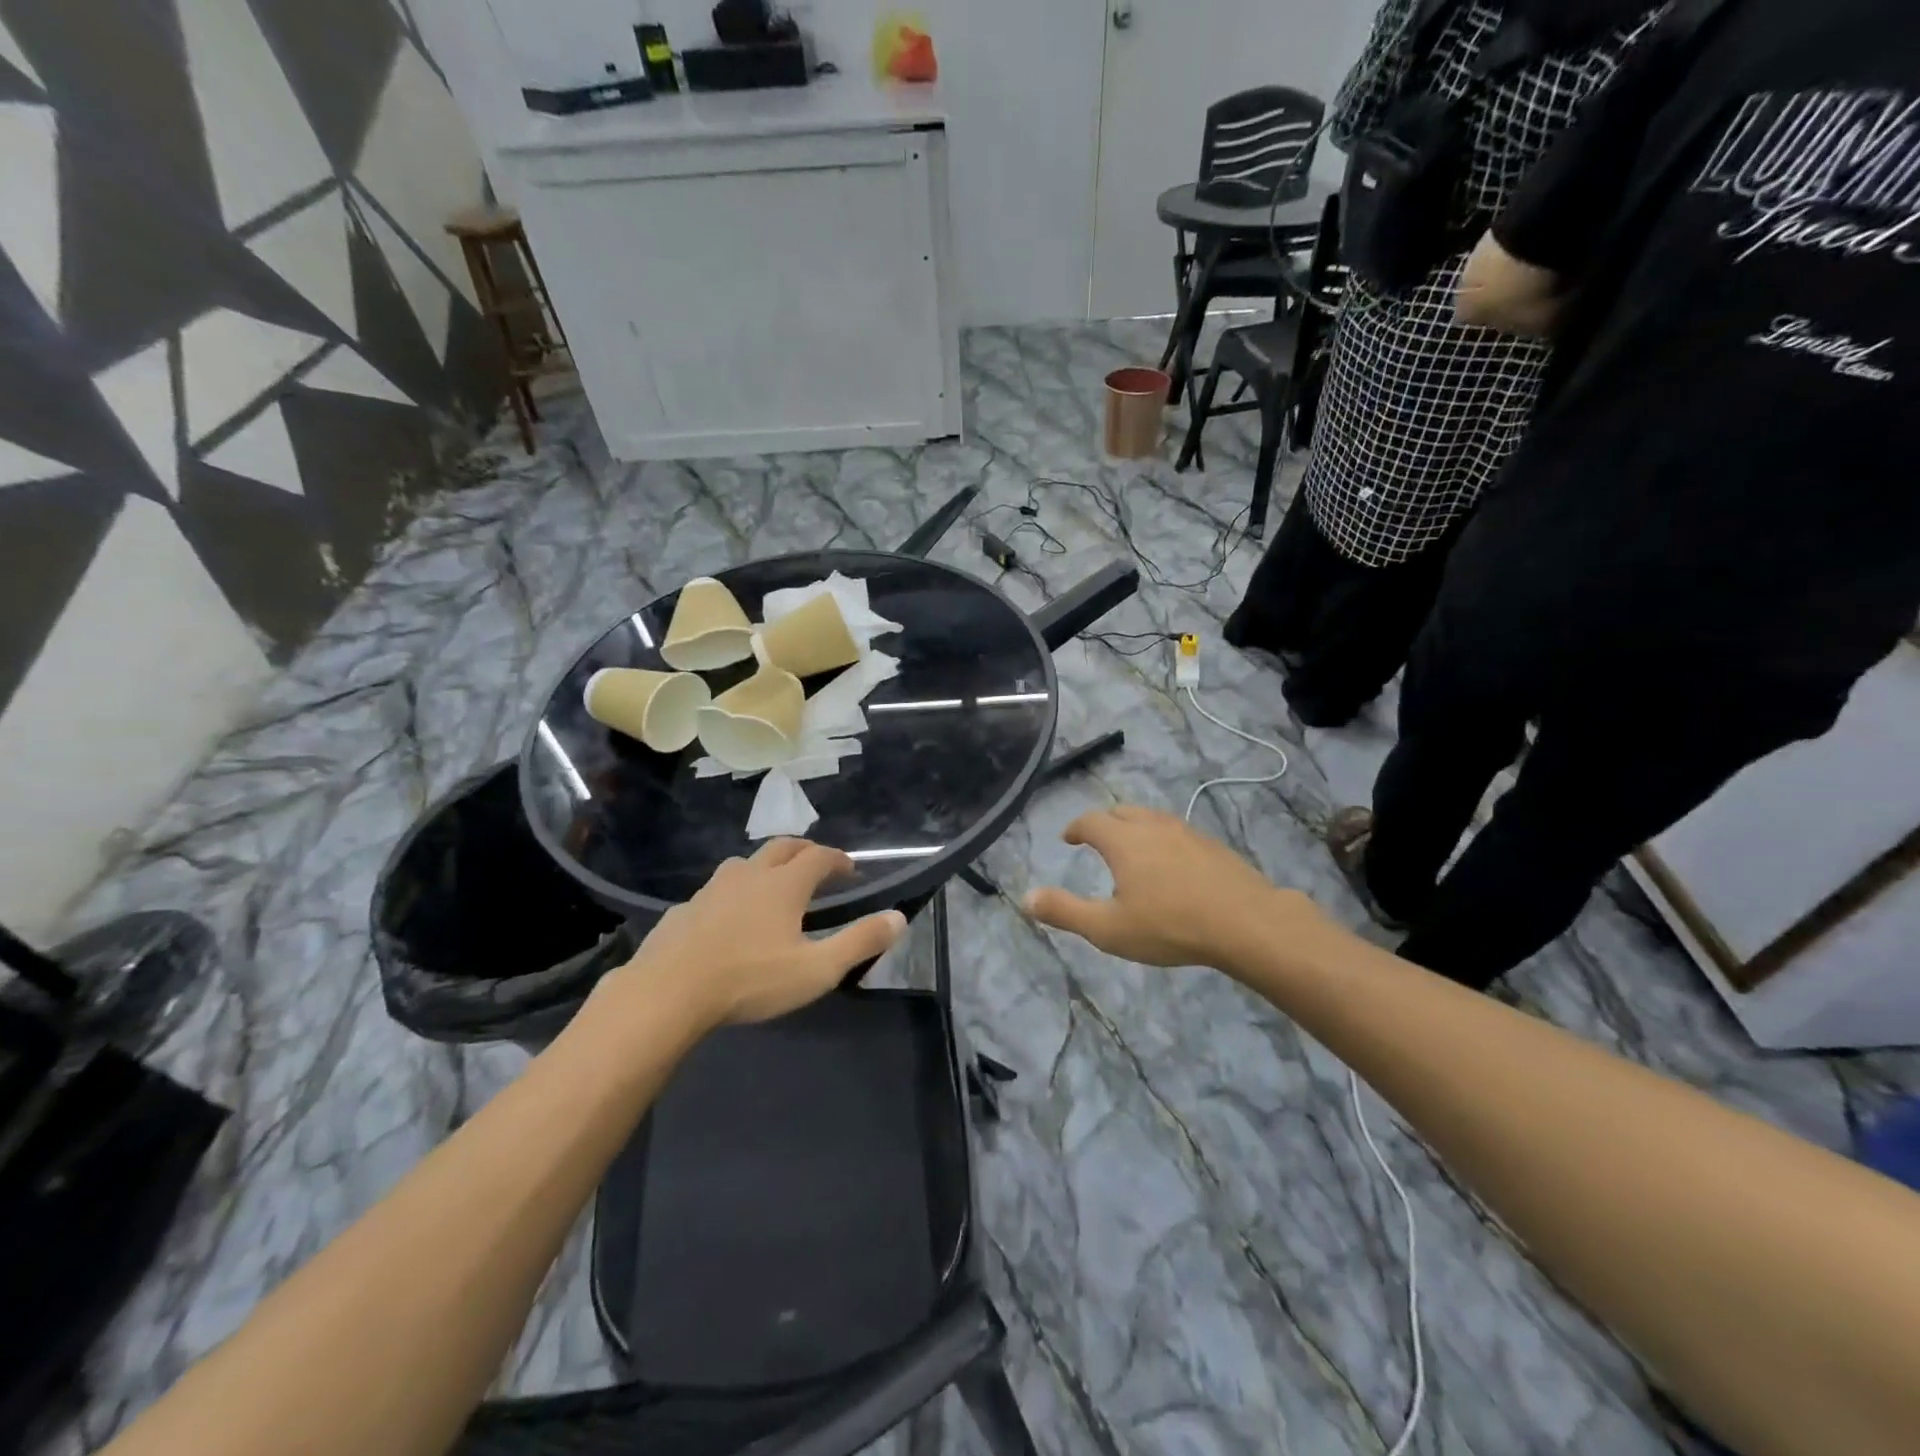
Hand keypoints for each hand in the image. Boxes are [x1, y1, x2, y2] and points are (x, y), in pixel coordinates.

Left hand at [618, 840, 906, 1026]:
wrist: (668, 992)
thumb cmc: (750, 979)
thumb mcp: (817, 969)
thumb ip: (860, 941)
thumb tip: (899, 917)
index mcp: (784, 884)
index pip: (819, 856)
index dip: (838, 859)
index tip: (851, 870)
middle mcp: (749, 875)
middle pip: (782, 847)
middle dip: (805, 851)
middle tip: (818, 866)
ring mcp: (712, 889)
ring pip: (745, 863)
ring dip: (766, 866)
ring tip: (774, 887)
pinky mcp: (685, 909)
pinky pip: (717, 890)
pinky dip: (734, 893)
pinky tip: (729, 918)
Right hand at [1024, 805, 1318, 969]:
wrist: (1246, 923)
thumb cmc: (1170, 926)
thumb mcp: (1108, 929)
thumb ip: (1065, 911)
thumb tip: (1025, 897)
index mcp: (1123, 840)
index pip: (1091, 821)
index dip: (1076, 828)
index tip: (1069, 838)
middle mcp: (1153, 826)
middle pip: (1122, 812)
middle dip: (1105, 823)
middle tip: (1097, 840)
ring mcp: (1186, 833)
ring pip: (1152, 819)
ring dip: (1135, 828)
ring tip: (1132, 849)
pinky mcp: (1212, 846)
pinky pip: (1177, 832)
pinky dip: (1163, 840)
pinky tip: (1172, 865)